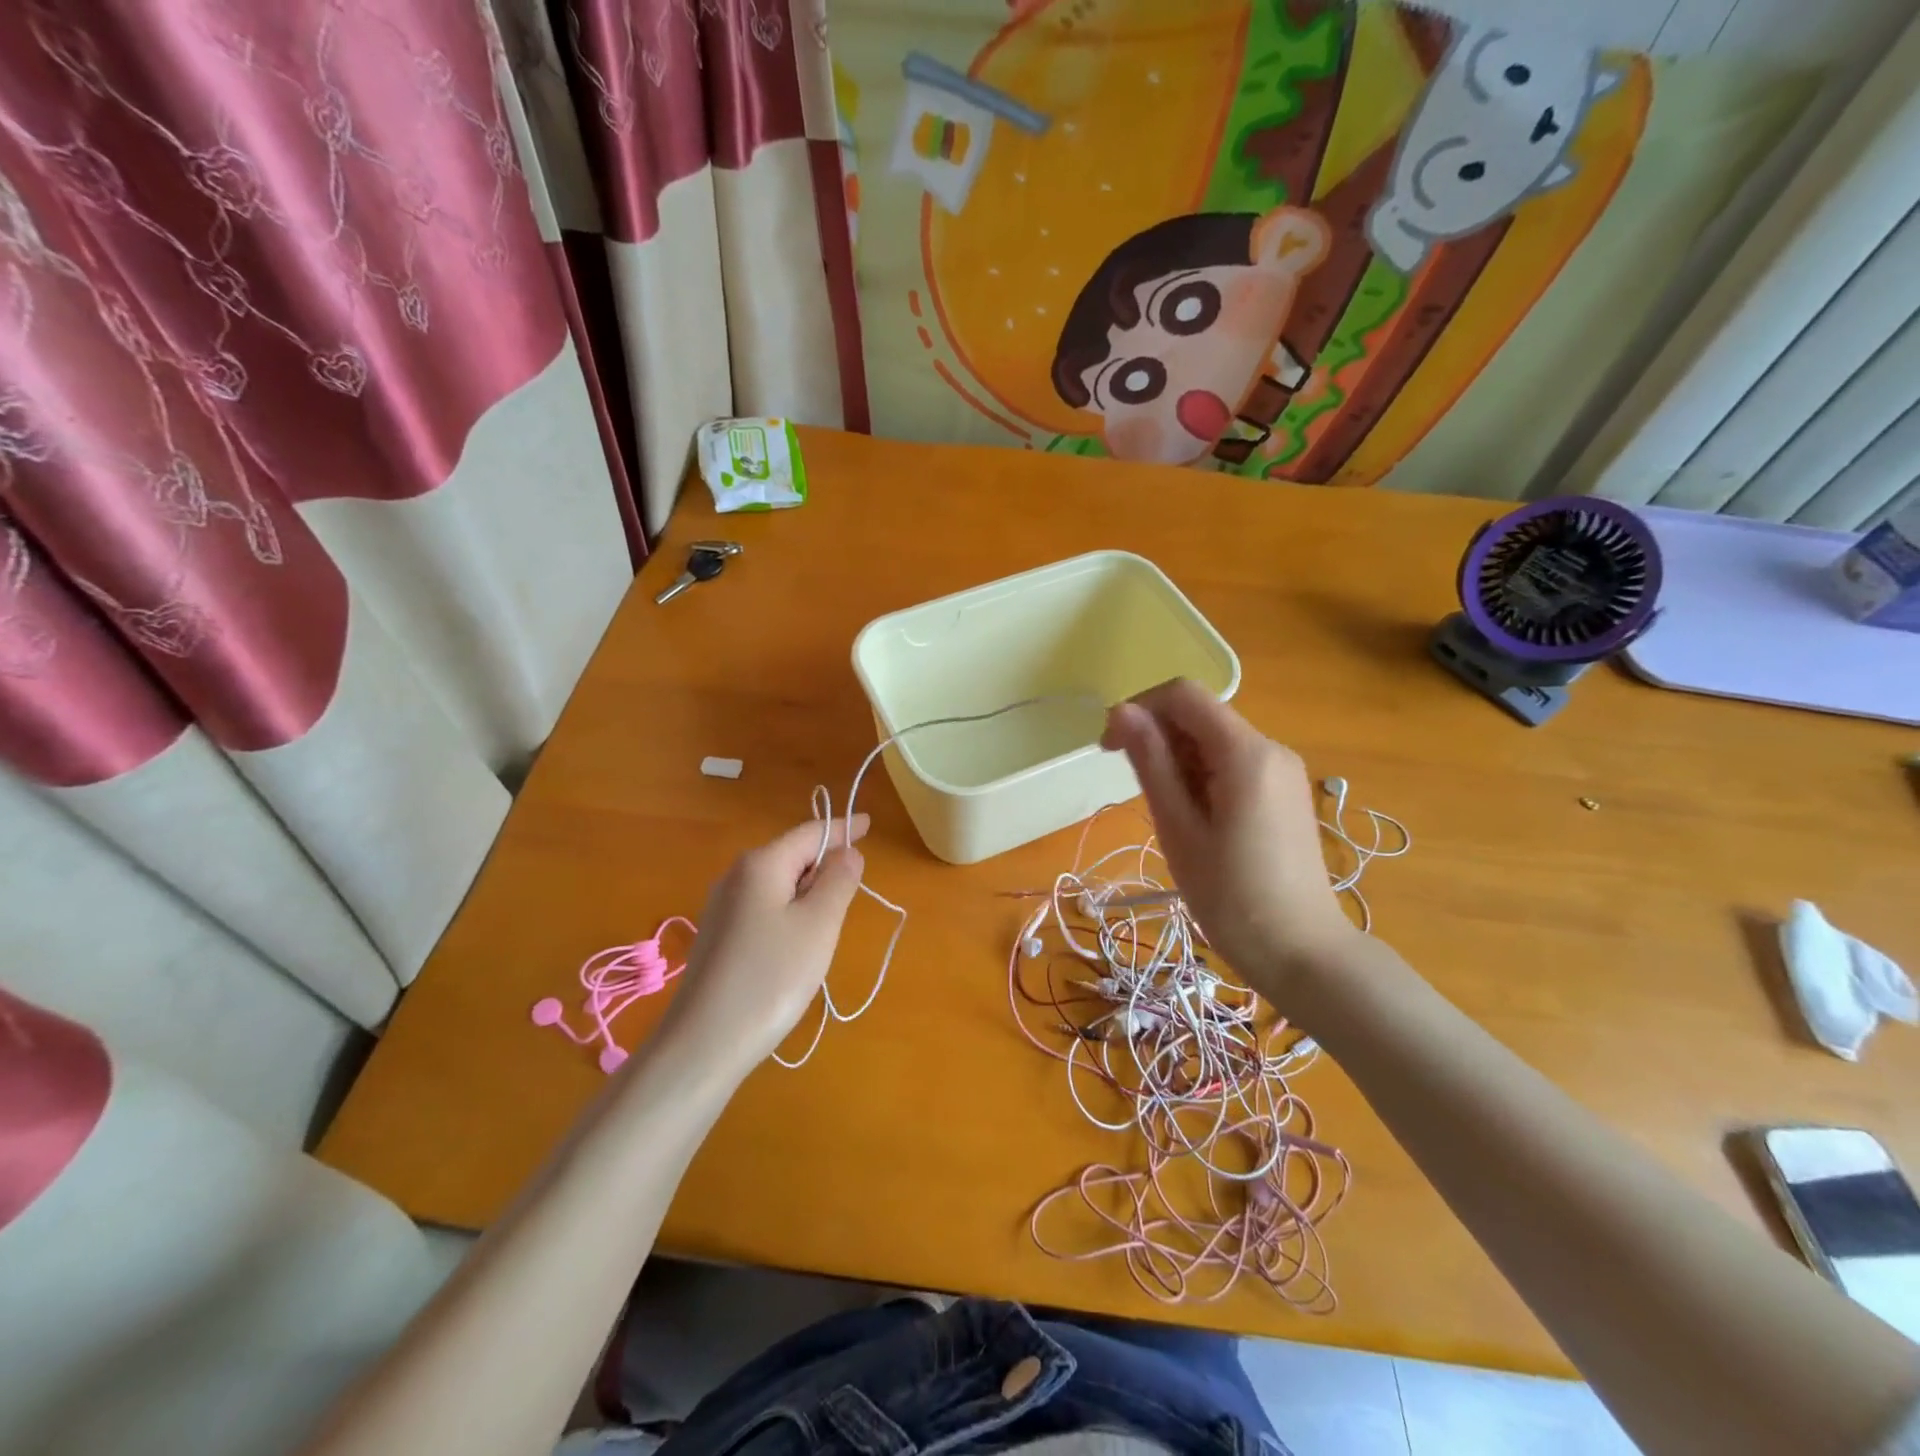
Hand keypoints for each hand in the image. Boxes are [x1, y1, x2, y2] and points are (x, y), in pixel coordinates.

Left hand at [657, 816, 868, 1074]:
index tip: (870, 823)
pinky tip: (796, 949)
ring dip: (808, 895)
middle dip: (825, 867)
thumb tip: (848, 851)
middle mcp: (736, 876)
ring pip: (779, 886)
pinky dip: (789, 915)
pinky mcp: (719, 937)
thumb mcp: (819, 925)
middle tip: (854, 893)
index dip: (843, 827)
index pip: (810, 833)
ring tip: (828, 926)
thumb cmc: (771, 978)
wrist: (704, 1043)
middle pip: (793, 857)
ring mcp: (722, 908)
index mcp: (762, 864)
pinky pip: (765, 910)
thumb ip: (838, 881)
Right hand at [1102, 680, 1358, 997]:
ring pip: (1215, 740)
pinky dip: (1203, 776)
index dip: (1139, 709)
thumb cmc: (1231, 897)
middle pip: (1201, 716)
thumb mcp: (1179, 828)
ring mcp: (1283, 771)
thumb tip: (1122, 711)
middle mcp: (1271, 748)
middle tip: (1135, 791)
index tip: (1109, 751)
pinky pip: (1234, 763)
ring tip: (1168, 815)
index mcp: (1246, 752)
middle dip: (1158, 738)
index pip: (1183, 695)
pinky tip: (1196, 819)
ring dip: (1179, 760)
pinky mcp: (1286, 793)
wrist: (1303, 954)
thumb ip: (1151, 763)